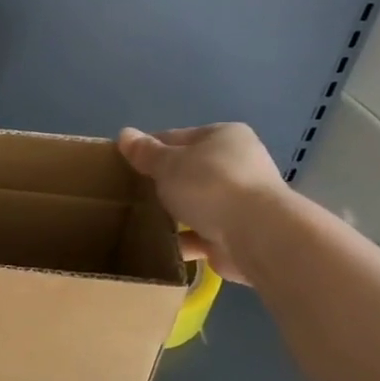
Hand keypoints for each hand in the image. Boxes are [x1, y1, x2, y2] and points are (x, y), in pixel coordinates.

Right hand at [118, 124, 286, 286]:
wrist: (255, 235)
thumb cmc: (210, 185)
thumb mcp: (169, 164)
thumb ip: (145, 153)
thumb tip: (124, 134)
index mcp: (225, 137)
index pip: (179, 138)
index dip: (151, 149)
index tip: (126, 164)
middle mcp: (238, 165)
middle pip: (190, 171)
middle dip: (164, 183)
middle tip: (131, 194)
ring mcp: (241, 202)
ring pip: (196, 204)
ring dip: (174, 213)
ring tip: (140, 221)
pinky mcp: (238, 234)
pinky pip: (202, 234)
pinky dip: (183, 240)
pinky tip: (158, 246)